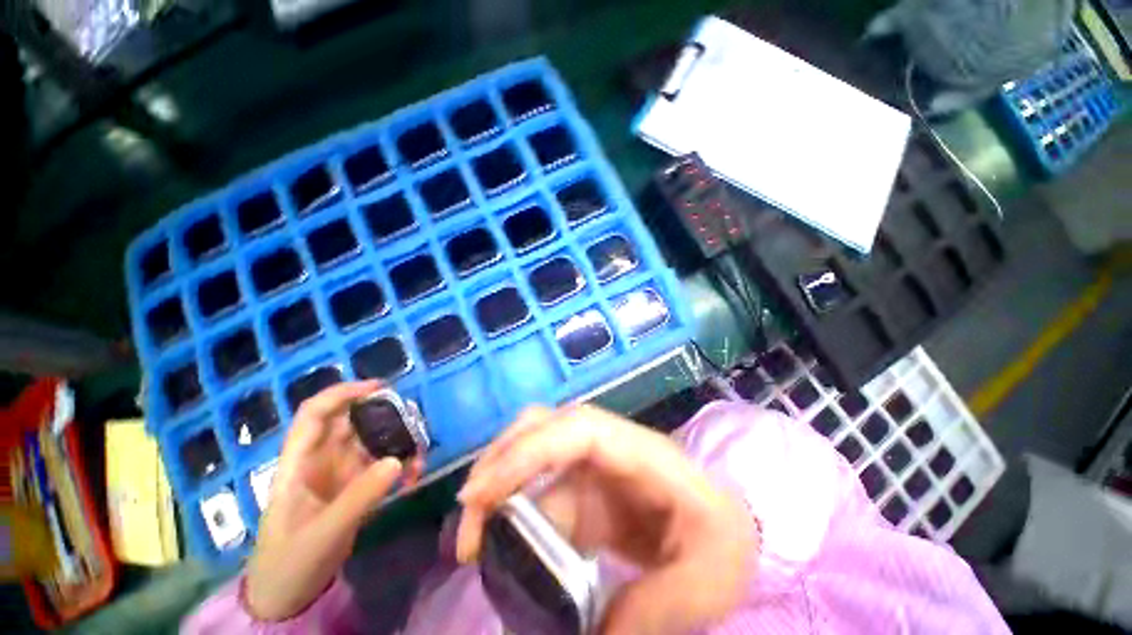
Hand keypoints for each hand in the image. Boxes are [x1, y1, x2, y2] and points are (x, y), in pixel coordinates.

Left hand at [246, 381, 422, 619]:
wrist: (288, 597)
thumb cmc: (289, 562)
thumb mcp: (322, 533)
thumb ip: (359, 497)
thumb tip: (398, 460)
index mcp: (299, 463)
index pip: (315, 414)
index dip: (343, 393)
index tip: (380, 388)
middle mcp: (321, 460)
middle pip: (352, 423)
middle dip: (384, 416)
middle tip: (415, 420)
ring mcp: (341, 474)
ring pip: (372, 442)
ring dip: (398, 442)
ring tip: (421, 451)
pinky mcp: (357, 489)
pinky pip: (383, 466)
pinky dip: (401, 465)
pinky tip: (415, 476)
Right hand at [456, 404, 756, 634]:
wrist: (725, 531)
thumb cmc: (724, 545)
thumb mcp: (704, 584)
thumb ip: (648, 611)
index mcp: (641, 453)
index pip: (578, 429)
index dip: (528, 450)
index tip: (483, 494)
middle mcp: (611, 447)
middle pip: (547, 425)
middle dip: (502, 458)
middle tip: (469, 516)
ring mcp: (596, 464)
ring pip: (536, 452)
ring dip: (501, 483)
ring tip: (475, 537)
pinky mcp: (587, 486)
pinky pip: (542, 487)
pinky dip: (515, 509)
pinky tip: (503, 543)